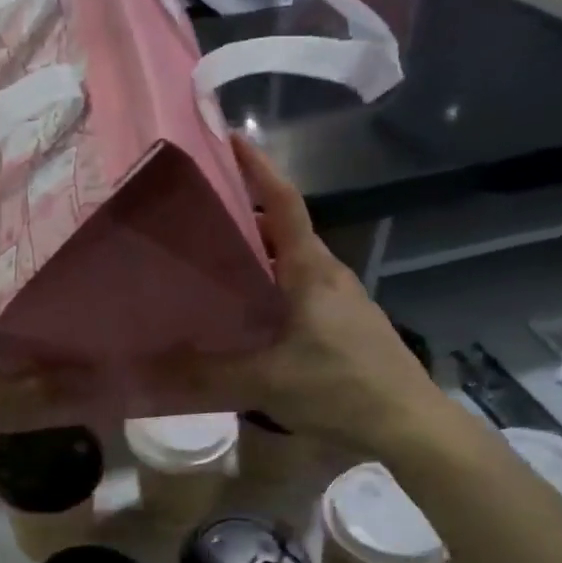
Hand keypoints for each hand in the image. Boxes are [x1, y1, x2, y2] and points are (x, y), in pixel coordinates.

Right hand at [192, 135, 455, 457]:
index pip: (283, 203)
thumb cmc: (339, 387)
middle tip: (200, 217)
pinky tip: (253, 314)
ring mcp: (342, 299)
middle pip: (284, 231)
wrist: (409, 423)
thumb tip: (152, 370)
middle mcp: (328, 274)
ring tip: (217, 264)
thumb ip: (209, 373)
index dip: (258, 169)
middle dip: (246, 217)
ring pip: (294, 262)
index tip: (232, 139)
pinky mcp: (347, 323)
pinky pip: (303, 289)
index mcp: (310, 270)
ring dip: (260, 255)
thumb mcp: (266, 381)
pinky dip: (274, 285)